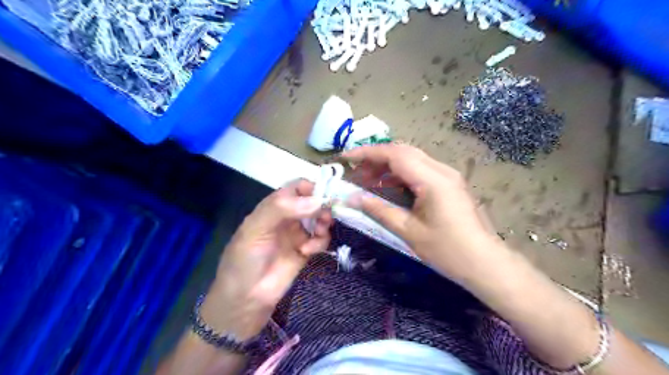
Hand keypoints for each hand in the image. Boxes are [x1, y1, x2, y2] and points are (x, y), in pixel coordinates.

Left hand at [199, 181, 333, 340]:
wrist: (245, 300)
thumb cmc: (244, 260)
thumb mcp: (255, 229)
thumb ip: (282, 209)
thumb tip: (317, 200)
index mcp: (273, 207)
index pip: (296, 188)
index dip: (311, 187)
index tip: (325, 194)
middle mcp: (287, 218)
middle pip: (312, 202)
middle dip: (322, 206)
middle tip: (326, 215)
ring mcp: (297, 235)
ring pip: (320, 219)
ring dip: (324, 222)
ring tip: (320, 231)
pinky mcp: (305, 251)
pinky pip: (321, 239)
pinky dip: (320, 241)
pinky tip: (309, 250)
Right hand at [341, 145, 504, 281]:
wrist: (485, 262)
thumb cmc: (447, 250)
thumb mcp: (408, 231)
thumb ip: (379, 210)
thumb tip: (352, 198)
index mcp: (432, 179)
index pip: (395, 154)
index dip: (367, 153)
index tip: (346, 157)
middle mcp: (442, 170)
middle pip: (403, 151)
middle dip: (376, 158)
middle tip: (356, 173)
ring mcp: (448, 175)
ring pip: (412, 159)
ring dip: (388, 165)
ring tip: (368, 180)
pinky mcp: (449, 183)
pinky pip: (420, 170)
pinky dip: (401, 174)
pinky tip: (389, 187)